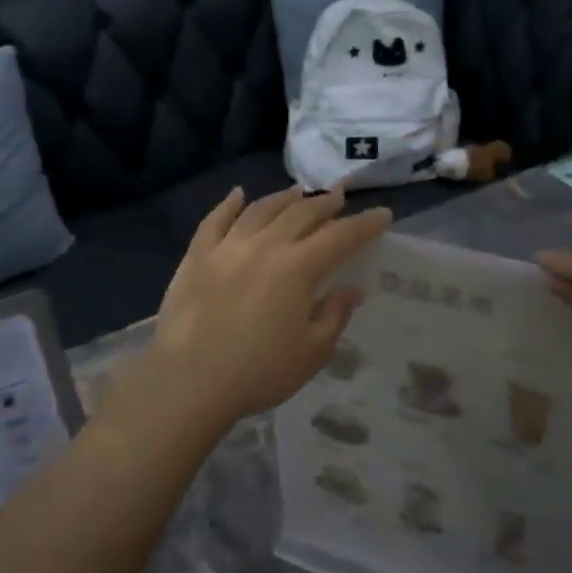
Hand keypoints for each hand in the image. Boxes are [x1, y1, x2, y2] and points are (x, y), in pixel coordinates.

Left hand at [113, 187, 391, 436]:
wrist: (189, 380)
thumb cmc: (259, 371)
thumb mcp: (312, 351)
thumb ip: (334, 314)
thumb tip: (352, 288)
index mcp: (298, 268)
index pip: (341, 237)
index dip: (364, 224)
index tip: (382, 214)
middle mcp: (265, 246)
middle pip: (301, 214)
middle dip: (325, 203)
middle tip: (340, 195)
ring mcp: (227, 247)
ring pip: (261, 209)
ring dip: (284, 198)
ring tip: (298, 192)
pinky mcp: (196, 257)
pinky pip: (215, 220)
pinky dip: (229, 204)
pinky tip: (238, 194)